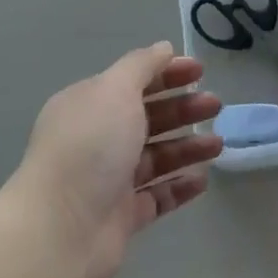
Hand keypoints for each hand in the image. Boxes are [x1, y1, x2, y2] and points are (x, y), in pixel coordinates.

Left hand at [6, 43, 222, 277]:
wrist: (59, 229)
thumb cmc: (88, 148)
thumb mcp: (114, 91)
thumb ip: (141, 66)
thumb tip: (163, 48)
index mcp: (89, 106)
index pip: (133, 81)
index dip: (167, 73)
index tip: (200, 71)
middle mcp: (97, 139)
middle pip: (147, 118)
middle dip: (182, 109)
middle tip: (215, 105)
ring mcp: (109, 180)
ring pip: (156, 157)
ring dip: (188, 147)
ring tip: (218, 144)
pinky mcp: (122, 216)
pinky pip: (157, 196)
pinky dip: (180, 186)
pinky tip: (203, 179)